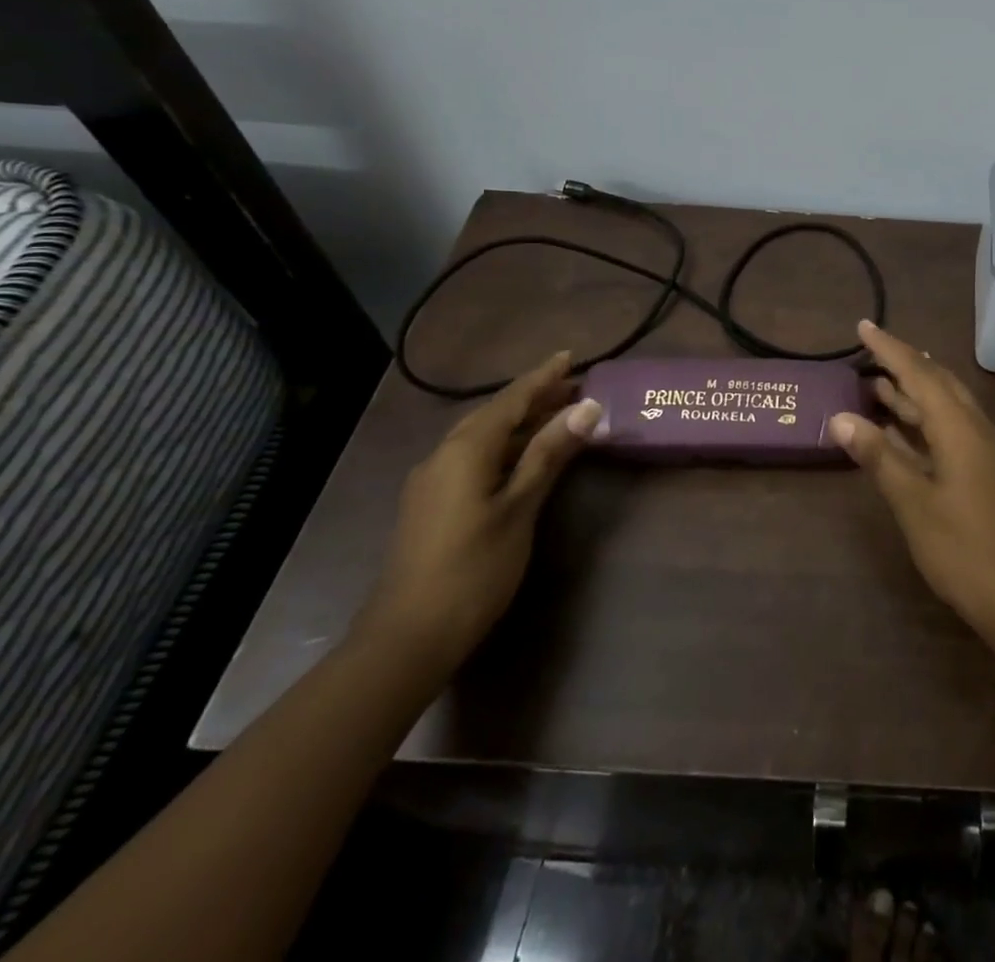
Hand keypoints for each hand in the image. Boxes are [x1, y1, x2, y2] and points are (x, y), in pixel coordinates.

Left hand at [353, 350, 601, 675]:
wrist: (407, 637)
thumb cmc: (474, 569)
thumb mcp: (520, 508)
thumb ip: (549, 454)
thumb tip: (587, 407)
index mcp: (465, 450)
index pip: (510, 400)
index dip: (542, 378)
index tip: (569, 356)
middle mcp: (443, 455)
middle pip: (494, 414)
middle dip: (534, 398)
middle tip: (574, 387)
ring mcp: (433, 481)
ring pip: (483, 437)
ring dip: (520, 423)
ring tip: (558, 415)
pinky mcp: (432, 504)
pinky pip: (474, 458)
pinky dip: (505, 447)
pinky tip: (523, 456)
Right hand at [829, 321, 994, 640]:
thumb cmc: (963, 550)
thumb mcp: (913, 503)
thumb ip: (879, 457)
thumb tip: (841, 418)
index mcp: (960, 428)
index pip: (919, 373)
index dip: (890, 348)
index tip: (863, 325)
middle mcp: (975, 429)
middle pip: (937, 382)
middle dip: (904, 363)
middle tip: (869, 351)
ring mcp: (983, 451)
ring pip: (945, 406)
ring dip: (912, 392)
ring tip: (876, 381)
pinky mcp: (984, 471)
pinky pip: (949, 428)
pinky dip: (923, 420)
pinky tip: (901, 428)